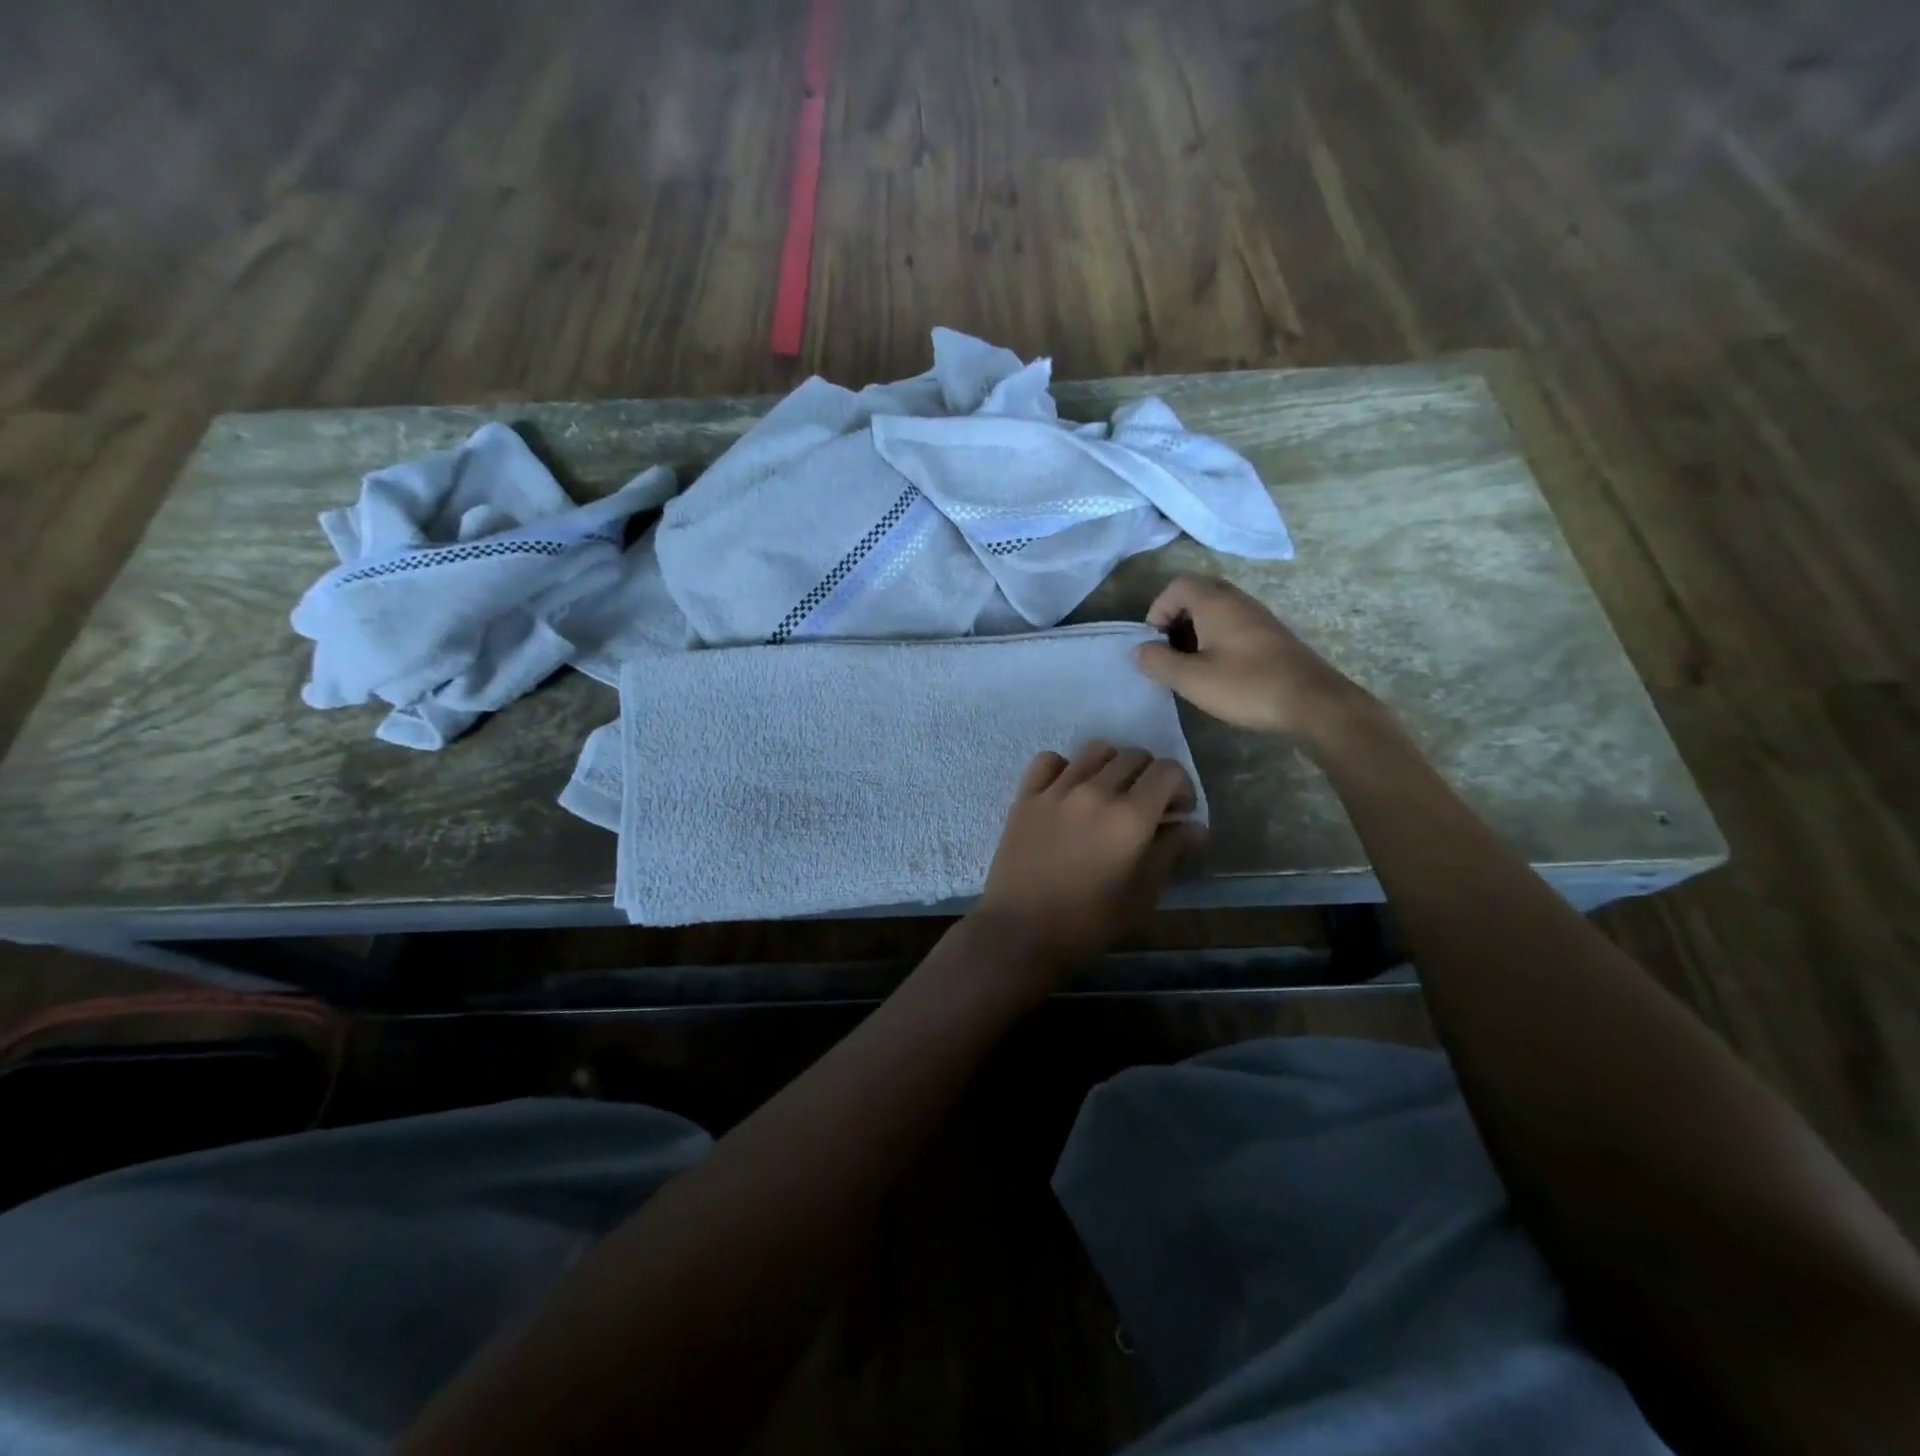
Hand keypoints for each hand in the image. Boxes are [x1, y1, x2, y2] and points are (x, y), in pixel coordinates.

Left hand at [971, 742, 1205, 983]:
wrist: (1020, 933)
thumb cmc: (1088, 923)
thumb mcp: (1142, 895)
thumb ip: (1172, 853)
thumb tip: (1196, 827)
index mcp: (1129, 817)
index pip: (1167, 771)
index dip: (1181, 787)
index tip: (1178, 813)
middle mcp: (1094, 792)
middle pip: (1134, 756)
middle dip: (1150, 776)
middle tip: (1147, 807)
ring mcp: (1056, 790)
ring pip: (1095, 750)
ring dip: (1112, 765)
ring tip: (1110, 794)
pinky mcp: (1025, 796)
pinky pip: (1049, 760)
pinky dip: (1065, 767)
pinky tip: (1068, 790)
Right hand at [1133, 576, 1369, 737]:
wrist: (1313, 702)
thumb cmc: (1247, 686)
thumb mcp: (1192, 679)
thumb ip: (1158, 662)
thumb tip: (1139, 650)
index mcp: (1216, 602)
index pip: (1176, 586)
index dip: (1157, 610)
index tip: (1154, 643)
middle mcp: (1238, 600)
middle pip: (1196, 594)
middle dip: (1175, 620)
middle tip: (1168, 652)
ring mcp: (1258, 616)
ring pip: (1216, 611)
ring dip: (1195, 632)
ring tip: (1190, 666)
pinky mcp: (1271, 635)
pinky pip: (1233, 625)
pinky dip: (1216, 640)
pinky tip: (1218, 671)